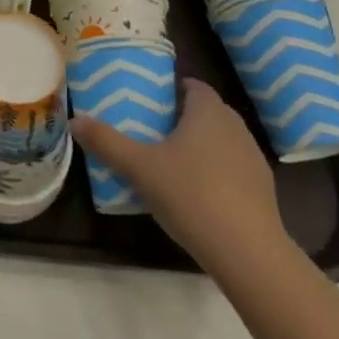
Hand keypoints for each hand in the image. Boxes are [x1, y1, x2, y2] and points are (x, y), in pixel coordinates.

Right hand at [71, 78, 288, 268]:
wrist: (247, 252)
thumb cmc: (190, 195)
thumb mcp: (139, 168)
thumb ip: (106, 142)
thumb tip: (74, 120)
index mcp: (208, 112)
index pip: (194, 86)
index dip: (174, 89)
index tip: (151, 101)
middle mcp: (235, 127)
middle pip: (208, 112)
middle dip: (183, 118)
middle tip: (153, 131)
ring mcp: (253, 159)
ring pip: (222, 140)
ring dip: (201, 146)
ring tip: (172, 163)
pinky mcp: (263, 190)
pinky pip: (234, 168)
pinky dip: (216, 173)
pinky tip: (198, 195)